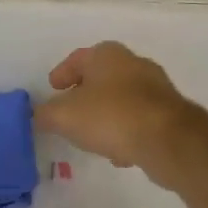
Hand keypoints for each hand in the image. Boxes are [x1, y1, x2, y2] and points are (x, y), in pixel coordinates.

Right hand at [33, 41, 202, 186]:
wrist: (167, 140)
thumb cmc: (110, 116)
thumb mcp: (64, 116)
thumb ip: (45, 114)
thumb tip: (37, 116)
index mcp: (107, 55)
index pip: (78, 58)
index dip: (62, 73)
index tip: (53, 88)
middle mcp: (133, 63)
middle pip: (102, 77)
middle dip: (85, 94)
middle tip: (70, 111)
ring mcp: (156, 88)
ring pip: (122, 99)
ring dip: (106, 115)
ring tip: (92, 137)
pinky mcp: (170, 113)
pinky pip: (140, 119)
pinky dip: (126, 131)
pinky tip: (119, 152)